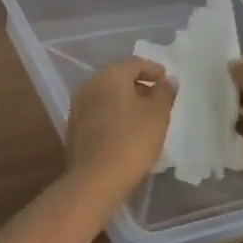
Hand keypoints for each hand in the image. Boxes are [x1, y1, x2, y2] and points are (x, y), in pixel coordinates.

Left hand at [65, 57, 173, 205]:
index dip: (152, 69)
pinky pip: (98, 112)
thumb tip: (167, 81)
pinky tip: (124, 130)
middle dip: (138, 85)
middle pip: (118, 77)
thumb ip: (164, 93)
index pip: (134, 63)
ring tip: (143, 116)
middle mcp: (89, 85)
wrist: (96, 178)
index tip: (165, 79)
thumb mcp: (157, 115)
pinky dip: (113, 115)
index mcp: (109, 76)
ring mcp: (78, 107)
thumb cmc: (132, 141)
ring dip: (124, 101)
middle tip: (156, 97)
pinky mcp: (74, 127)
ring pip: (106, 96)